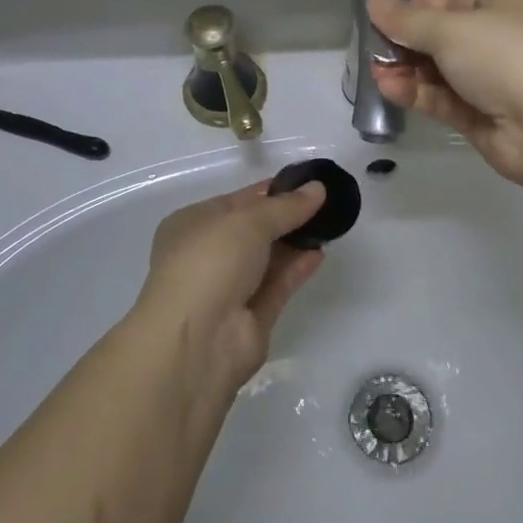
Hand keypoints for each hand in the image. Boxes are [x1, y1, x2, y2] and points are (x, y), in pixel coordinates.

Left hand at [131, 180, 327, 393]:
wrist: (198, 340)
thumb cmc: (210, 262)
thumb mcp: (248, 221)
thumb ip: (286, 206)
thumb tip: (318, 188)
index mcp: (192, 225)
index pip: (236, 201)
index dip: (270, 191)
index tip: (307, 183)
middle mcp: (207, 256)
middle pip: (253, 230)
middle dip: (286, 217)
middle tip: (325, 202)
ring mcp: (228, 289)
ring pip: (267, 259)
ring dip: (295, 242)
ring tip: (329, 224)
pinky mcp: (250, 318)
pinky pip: (277, 285)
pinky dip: (296, 268)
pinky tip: (320, 252)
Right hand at [368, 0, 522, 185]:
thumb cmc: (504, 57)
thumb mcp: (450, 29)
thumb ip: (407, 20)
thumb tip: (374, 1)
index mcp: (502, 3)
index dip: (415, 6)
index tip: (380, 16)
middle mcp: (499, 38)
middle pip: (442, 36)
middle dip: (405, 42)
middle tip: (370, 48)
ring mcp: (492, 80)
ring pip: (439, 70)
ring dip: (406, 70)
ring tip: (375, 71)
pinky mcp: (482, 116)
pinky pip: (443, 99)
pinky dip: (417, 93)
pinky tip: (389, 89)